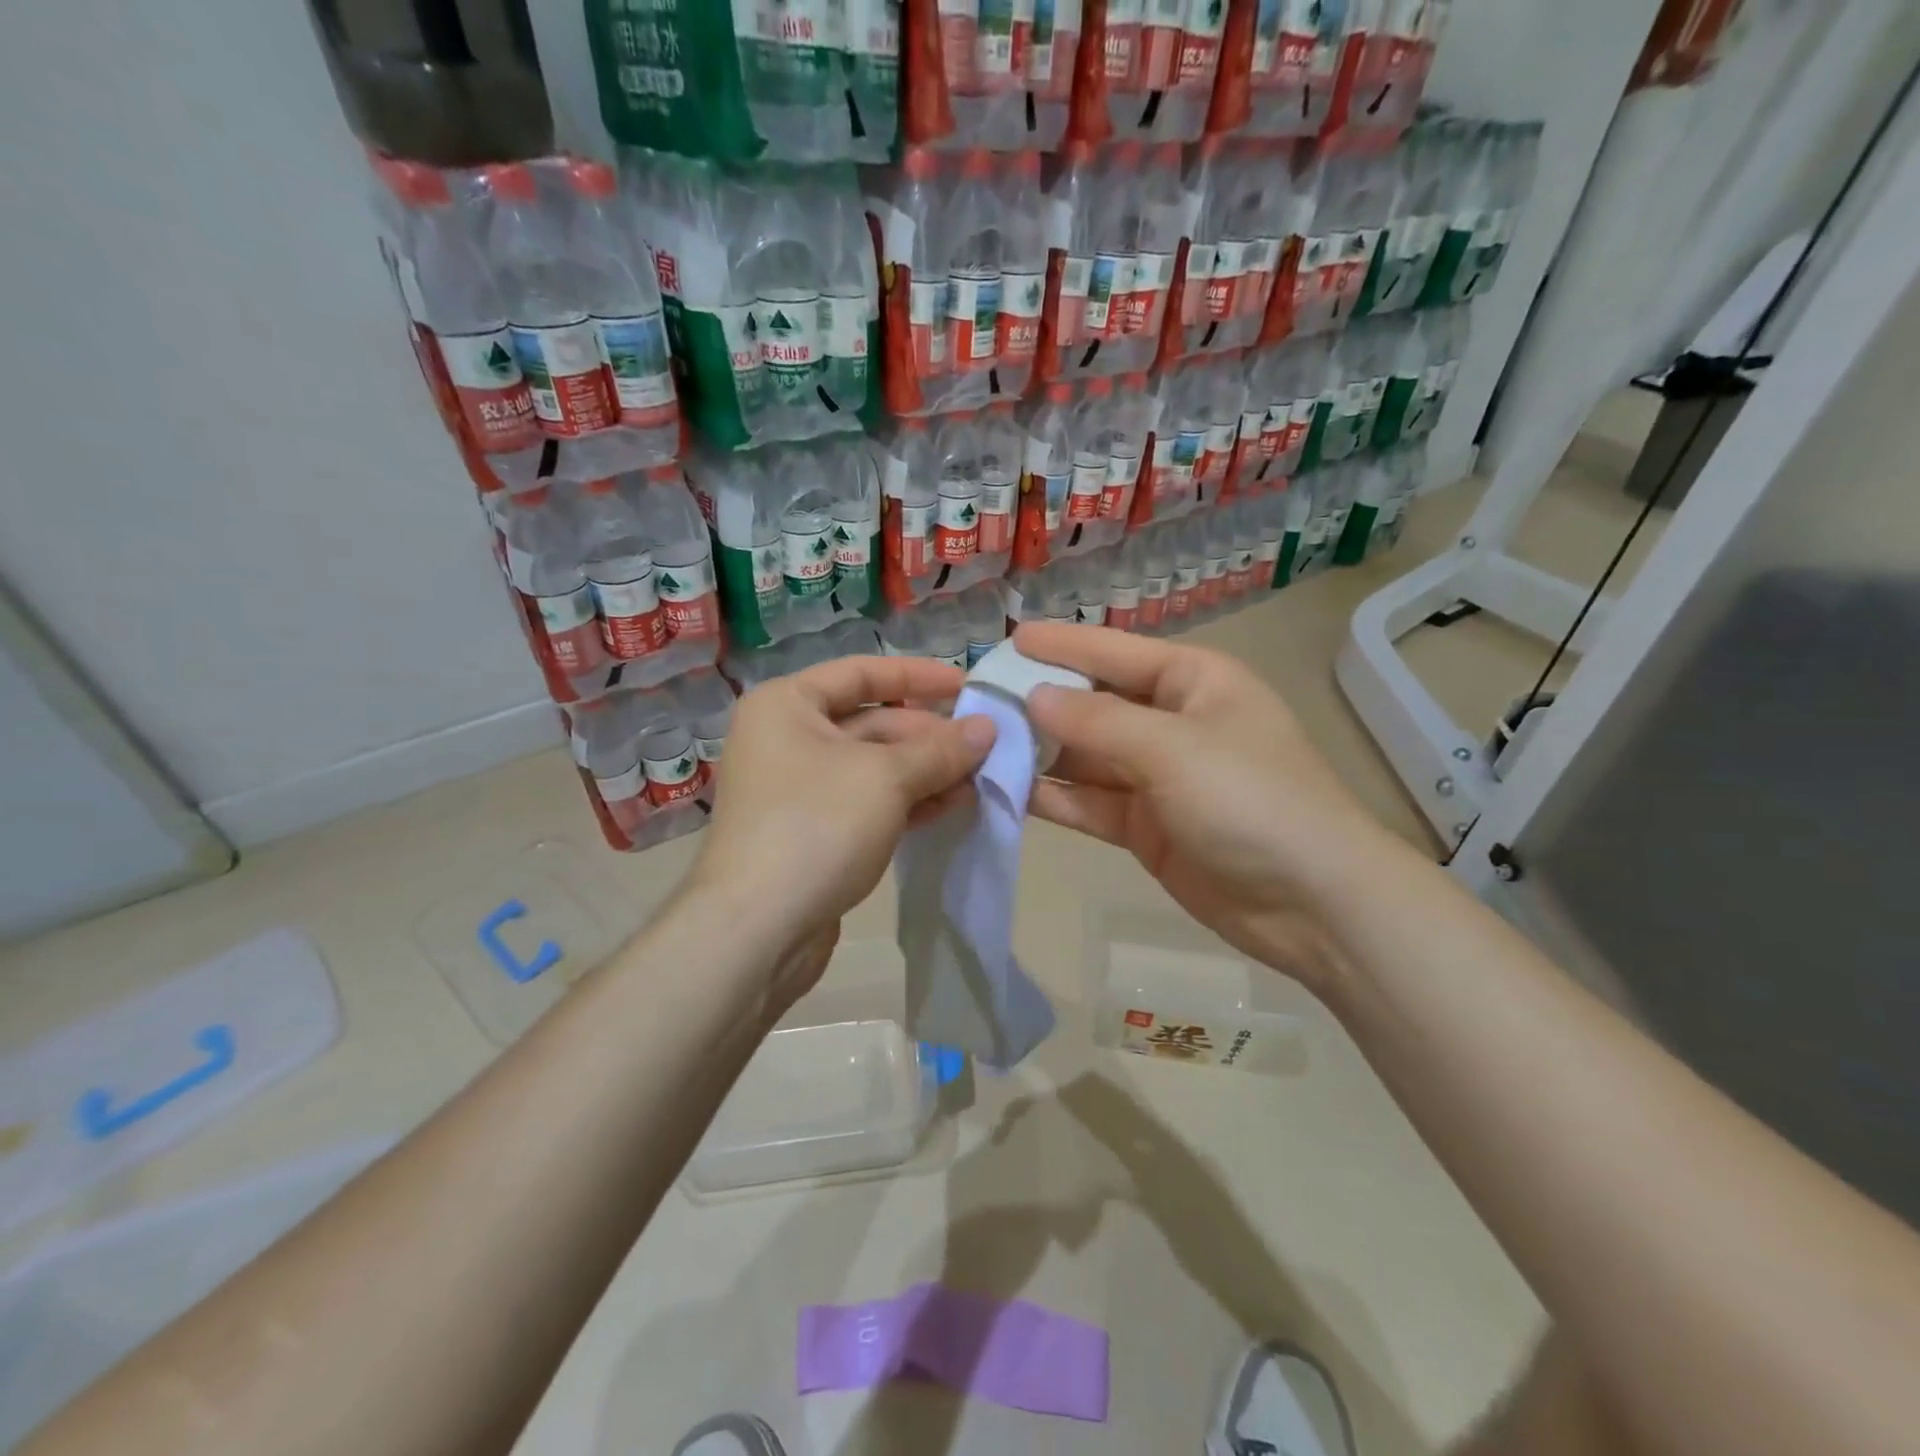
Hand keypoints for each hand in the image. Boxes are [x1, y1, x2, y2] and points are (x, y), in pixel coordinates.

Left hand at [683, 655, 995, 1006]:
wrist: (758, 930)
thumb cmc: (817, 826)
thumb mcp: (886, 778)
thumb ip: (940, 750)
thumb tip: (988, 728)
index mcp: (788, 705)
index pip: (862, 672)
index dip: (918, 676)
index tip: (967, 685)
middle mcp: (787, 738)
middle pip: (871, 722)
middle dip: (929, 736)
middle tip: (985, 747)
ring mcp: (797, 789)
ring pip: (873, 767)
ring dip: (926, 772)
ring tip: (978, 780)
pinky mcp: (812, 831)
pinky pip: (867, 803)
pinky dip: (907, 802)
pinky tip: (951, 807)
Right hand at [1016, 623, 1403, 991]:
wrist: (1313, 904)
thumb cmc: (1251, 800)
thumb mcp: (1173, 749)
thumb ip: (1097, 722)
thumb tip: (1034, 697)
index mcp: (1193, 681)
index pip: (1114, 653)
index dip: (1061, 645)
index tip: (1008, 640)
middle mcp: (1171, 722)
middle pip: (1094, 704)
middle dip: (1040, 702)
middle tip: (978, 699)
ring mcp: (1157, 777)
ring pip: (1085, 755)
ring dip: (1039, 751)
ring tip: (980, 744)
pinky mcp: (1145, 825)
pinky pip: (1090, 801)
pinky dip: (1054, 796)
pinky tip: (1008, 789)